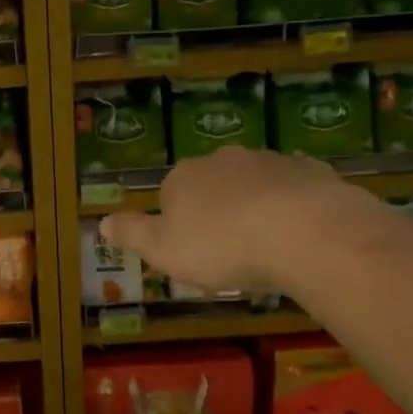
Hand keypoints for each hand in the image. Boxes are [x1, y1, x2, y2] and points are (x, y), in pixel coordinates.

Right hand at [100, 148, 352, 296]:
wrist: (307, 233)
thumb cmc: (223, 247)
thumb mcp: (163, 250)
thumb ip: (131, 234)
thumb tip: (101, 221)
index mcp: (183, 178)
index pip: (169, 195)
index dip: (178, 225)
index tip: (193, 254)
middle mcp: (222, 160)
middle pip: (212, 186)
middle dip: (218, 211)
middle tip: (230, 252)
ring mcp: (269, 161)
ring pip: (254, 184)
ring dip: (256, 207)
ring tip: (268, 247)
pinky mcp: (311, 170)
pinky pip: (294, 188)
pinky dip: (293, 206)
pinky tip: (302, 235)